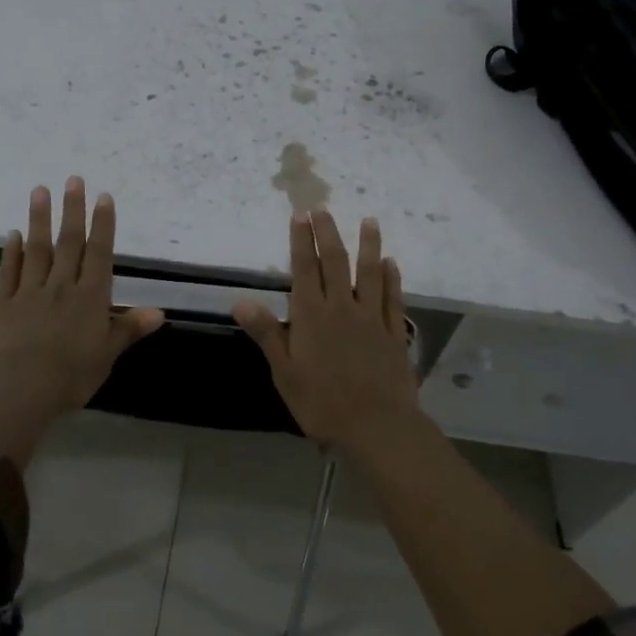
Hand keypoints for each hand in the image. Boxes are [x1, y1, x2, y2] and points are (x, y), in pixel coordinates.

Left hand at [0, 176, 163, 428]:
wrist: (17, 387)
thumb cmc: (69, 376)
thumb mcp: (106, 355)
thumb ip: (128, 329)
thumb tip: (159, 312)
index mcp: (90, 298)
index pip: (99, 254)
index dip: (102, 225)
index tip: (103, 197)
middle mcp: (61, 287)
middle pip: (68, 243)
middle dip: (72, 210)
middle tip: (73, 179)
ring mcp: (28, 292)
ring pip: (37, 249)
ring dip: (39, 219)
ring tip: (40, 191)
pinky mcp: (1, 303)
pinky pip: (9, 272)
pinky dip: (11, 252)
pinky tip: (13, 234)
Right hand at [233, 210, 420, 454]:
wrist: (377, 427)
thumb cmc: (322, 403)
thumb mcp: (285, 372)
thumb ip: (267, 333)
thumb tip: (241, 301)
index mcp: (312, 316)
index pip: (304, 269)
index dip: (302, 241)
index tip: (301, 215)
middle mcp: (342, 308)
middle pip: (335, 263)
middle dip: (328, 234)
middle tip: (324, 209)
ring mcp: (372, 319)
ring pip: (370, 274)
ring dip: (369, 246)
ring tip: (369, 221)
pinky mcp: (395, 334)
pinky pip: (393, 299)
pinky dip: (392, 279)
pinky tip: (391, 264)